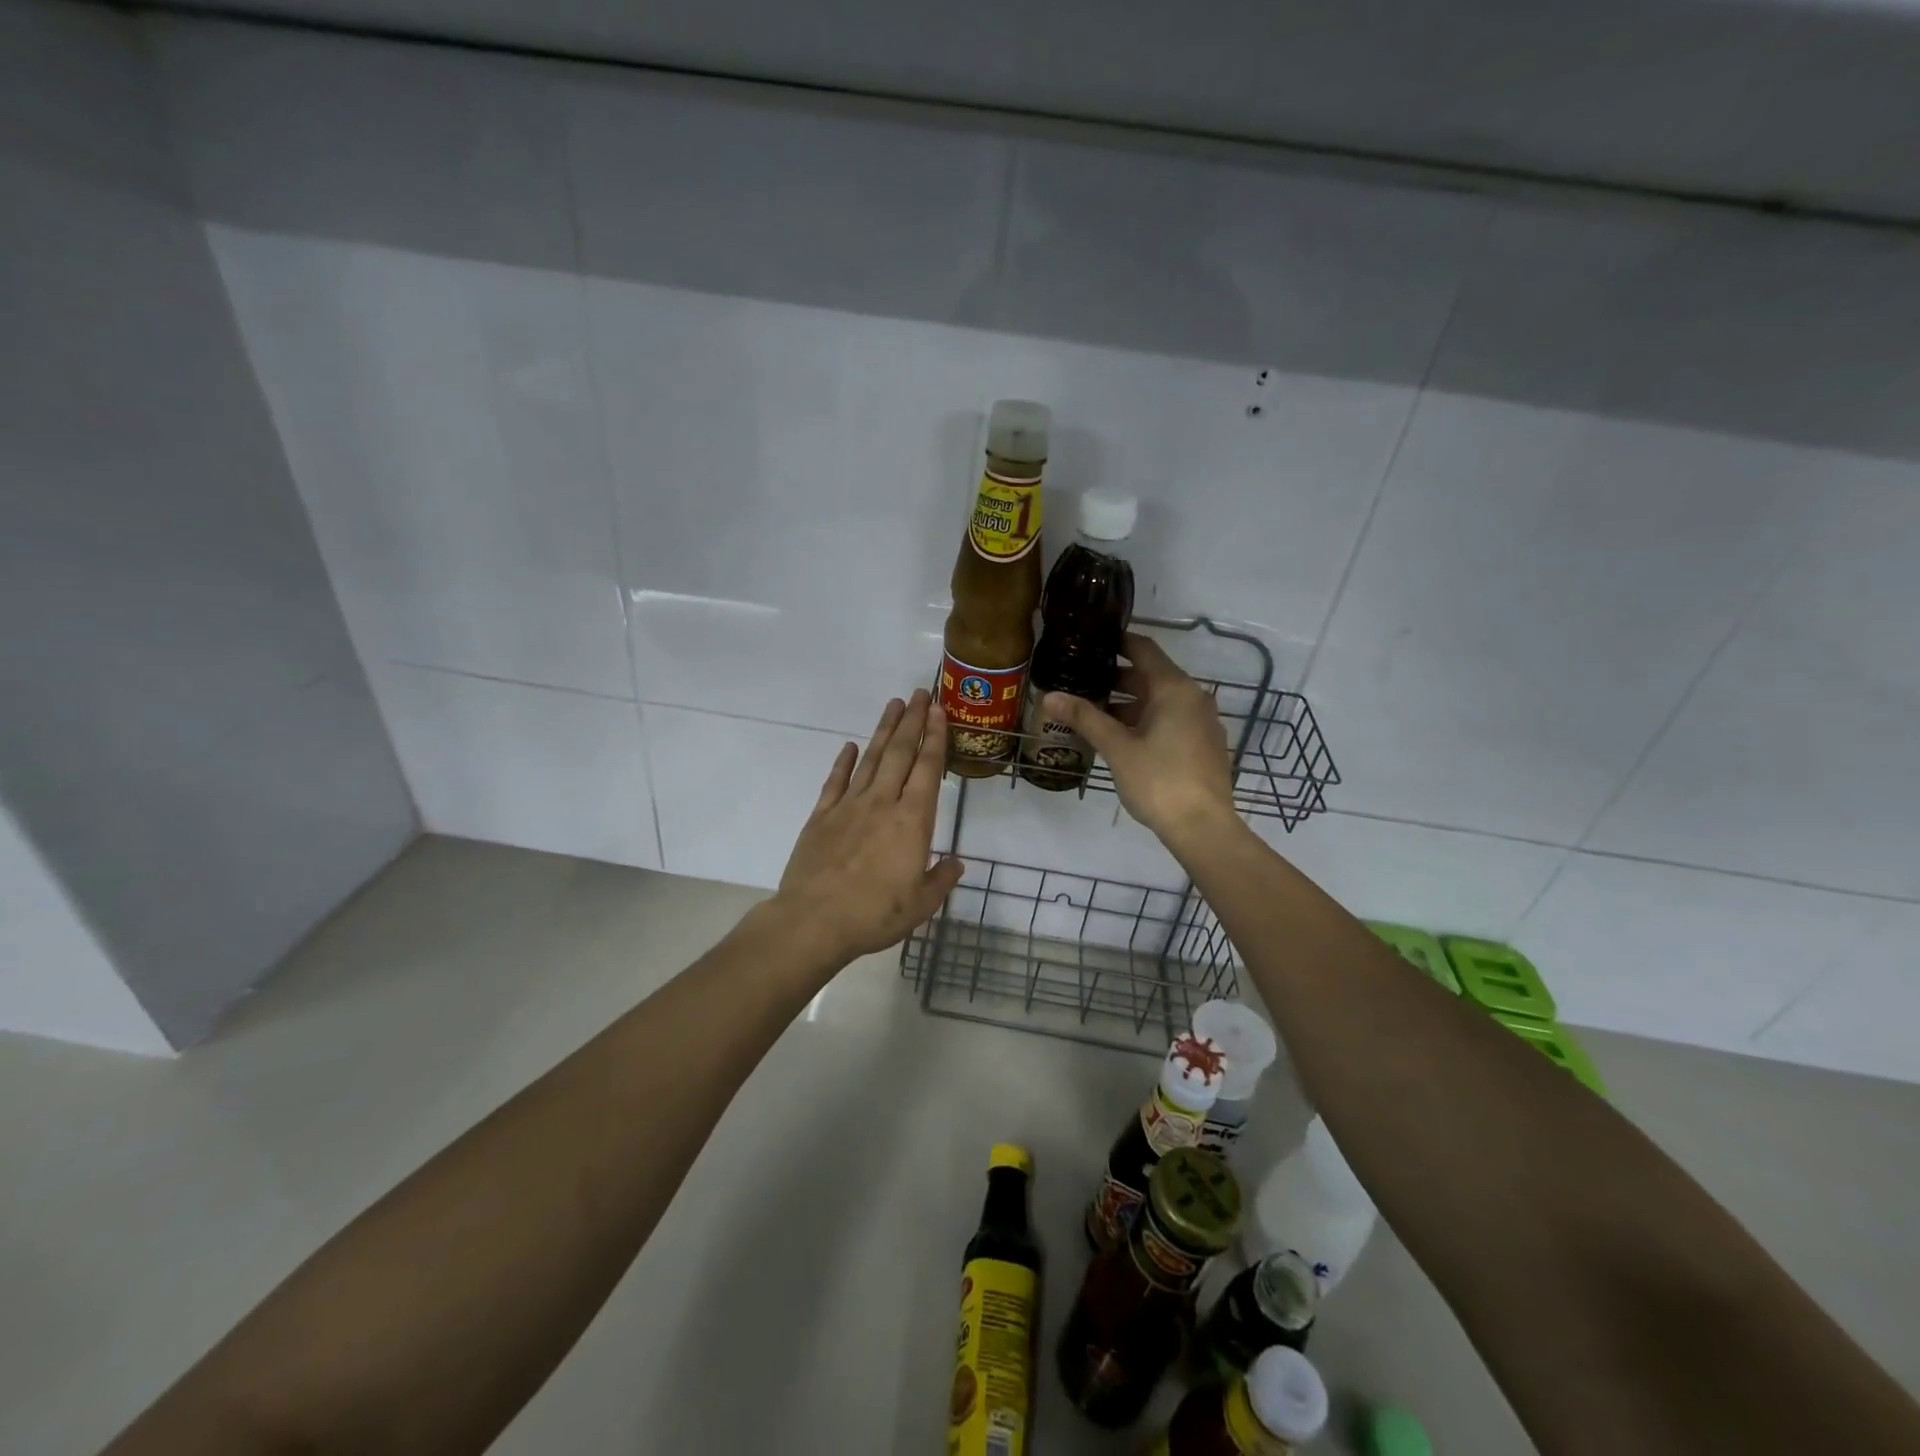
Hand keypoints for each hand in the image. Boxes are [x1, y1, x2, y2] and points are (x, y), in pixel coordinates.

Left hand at [771, 690, 965, 963]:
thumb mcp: (921, 905)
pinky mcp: (821, 816)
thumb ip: (941, 879)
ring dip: (883, 730)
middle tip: (919, 693)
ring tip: (893, 705)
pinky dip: (843, 761)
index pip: (927, 769)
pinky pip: (835, 781)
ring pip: (870, 759)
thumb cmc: (874, 915)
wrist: (814, 921)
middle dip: (912, 721)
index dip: (934, 737)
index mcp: (912, 821)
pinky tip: (850, 746)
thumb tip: (956, 862)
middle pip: (899, 753)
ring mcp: (849, 806)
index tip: (938, 711)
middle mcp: (882, 803)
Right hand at [1043, 633, 1235, 842]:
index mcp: (1174, 689)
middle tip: (1080, 679)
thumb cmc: (1159, 780)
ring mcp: (1202, 722)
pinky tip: (1119, 737)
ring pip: (1159, 701)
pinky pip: (1170, 720)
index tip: (1089, 641)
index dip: (1116, 641)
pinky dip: (1144, 720)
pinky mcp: (1203, 745)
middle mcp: (1193, 698)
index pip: (1144, 649)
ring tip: (1092, 710)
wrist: (1203, 828)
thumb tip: (1049, 696)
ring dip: (1128, 703)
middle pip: (1151, 676)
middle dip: (1116, 677)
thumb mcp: (1117, 748)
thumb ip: (1085, 718)